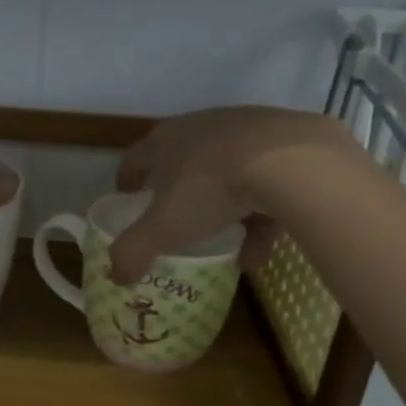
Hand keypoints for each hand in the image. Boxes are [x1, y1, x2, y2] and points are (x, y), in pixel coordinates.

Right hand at [107, 106, 358, 283]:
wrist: (291, 161)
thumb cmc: (210, 189)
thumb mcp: (163, 228)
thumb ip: (133, 252)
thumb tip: (114, 277)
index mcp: (164, 142)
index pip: (135, 159)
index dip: (128, 180)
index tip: (127, 199)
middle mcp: (200, 128)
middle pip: (181, 162)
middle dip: (178, 193)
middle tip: (177, 220)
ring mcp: (244, 130)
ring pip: (227, 174)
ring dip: (225, 210)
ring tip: (230, 245)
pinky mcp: (285, 140)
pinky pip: (265, 181)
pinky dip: (261, 213)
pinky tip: (263, 246)